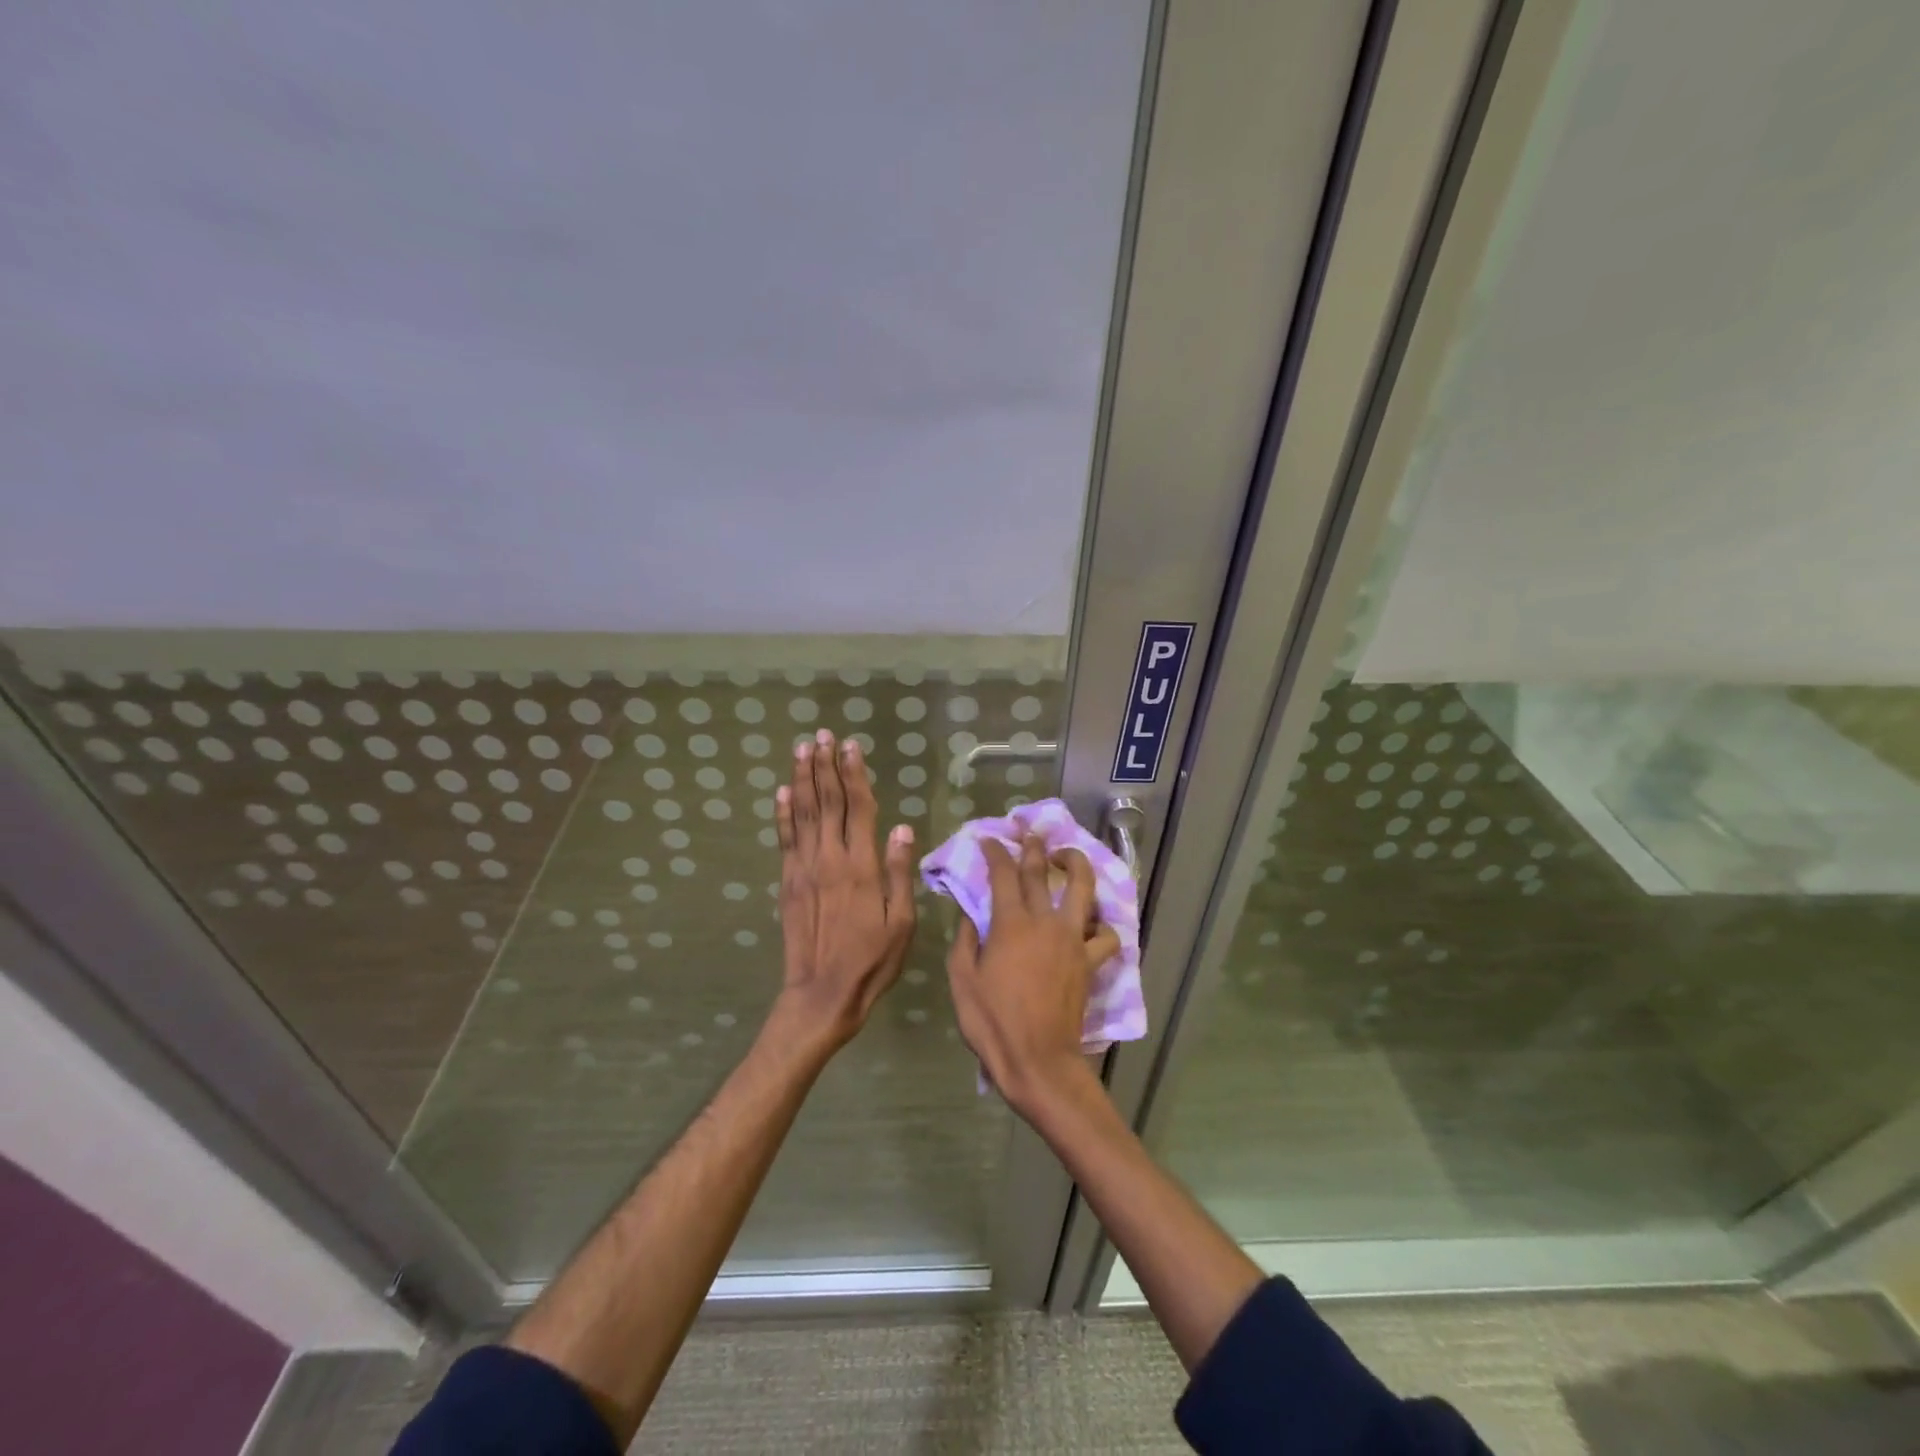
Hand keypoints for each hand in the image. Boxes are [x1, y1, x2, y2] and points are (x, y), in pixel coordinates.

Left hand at [772, 729, 916, 1051]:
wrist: (821, 994)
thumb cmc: (871, 961)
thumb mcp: (901, 923)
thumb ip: (900, 873)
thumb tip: (902, 828)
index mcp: (862, 866)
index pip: (858, 808)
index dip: (854, 774)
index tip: (851, 746)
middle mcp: (830, 859)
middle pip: (826, 802)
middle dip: (825, 766)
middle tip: (822, 735)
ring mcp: (804, 869)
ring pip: (802, 813)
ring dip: (802, 778)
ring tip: (802, 749)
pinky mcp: (787, 882)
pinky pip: (784, 839)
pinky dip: (782, 812)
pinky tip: (781, 791)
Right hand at [946, 835, 1120, 1116]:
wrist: (1038, 1060)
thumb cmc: (993, 1022)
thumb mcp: (962, 980)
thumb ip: (965, 941)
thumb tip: (969, 916)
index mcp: (1010, 924)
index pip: (1003, 873)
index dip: (995, 851)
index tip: (988, 840)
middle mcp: (1045, 921)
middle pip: (1041, 871)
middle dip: (1033, 847)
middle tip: (1029, 833)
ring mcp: (1072, 939)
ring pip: (1083, 889)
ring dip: (1076, 864)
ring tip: (1068, 857)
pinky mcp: (1090, 961)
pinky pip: (1105, 936)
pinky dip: (1101, 926)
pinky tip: (1092, 924)